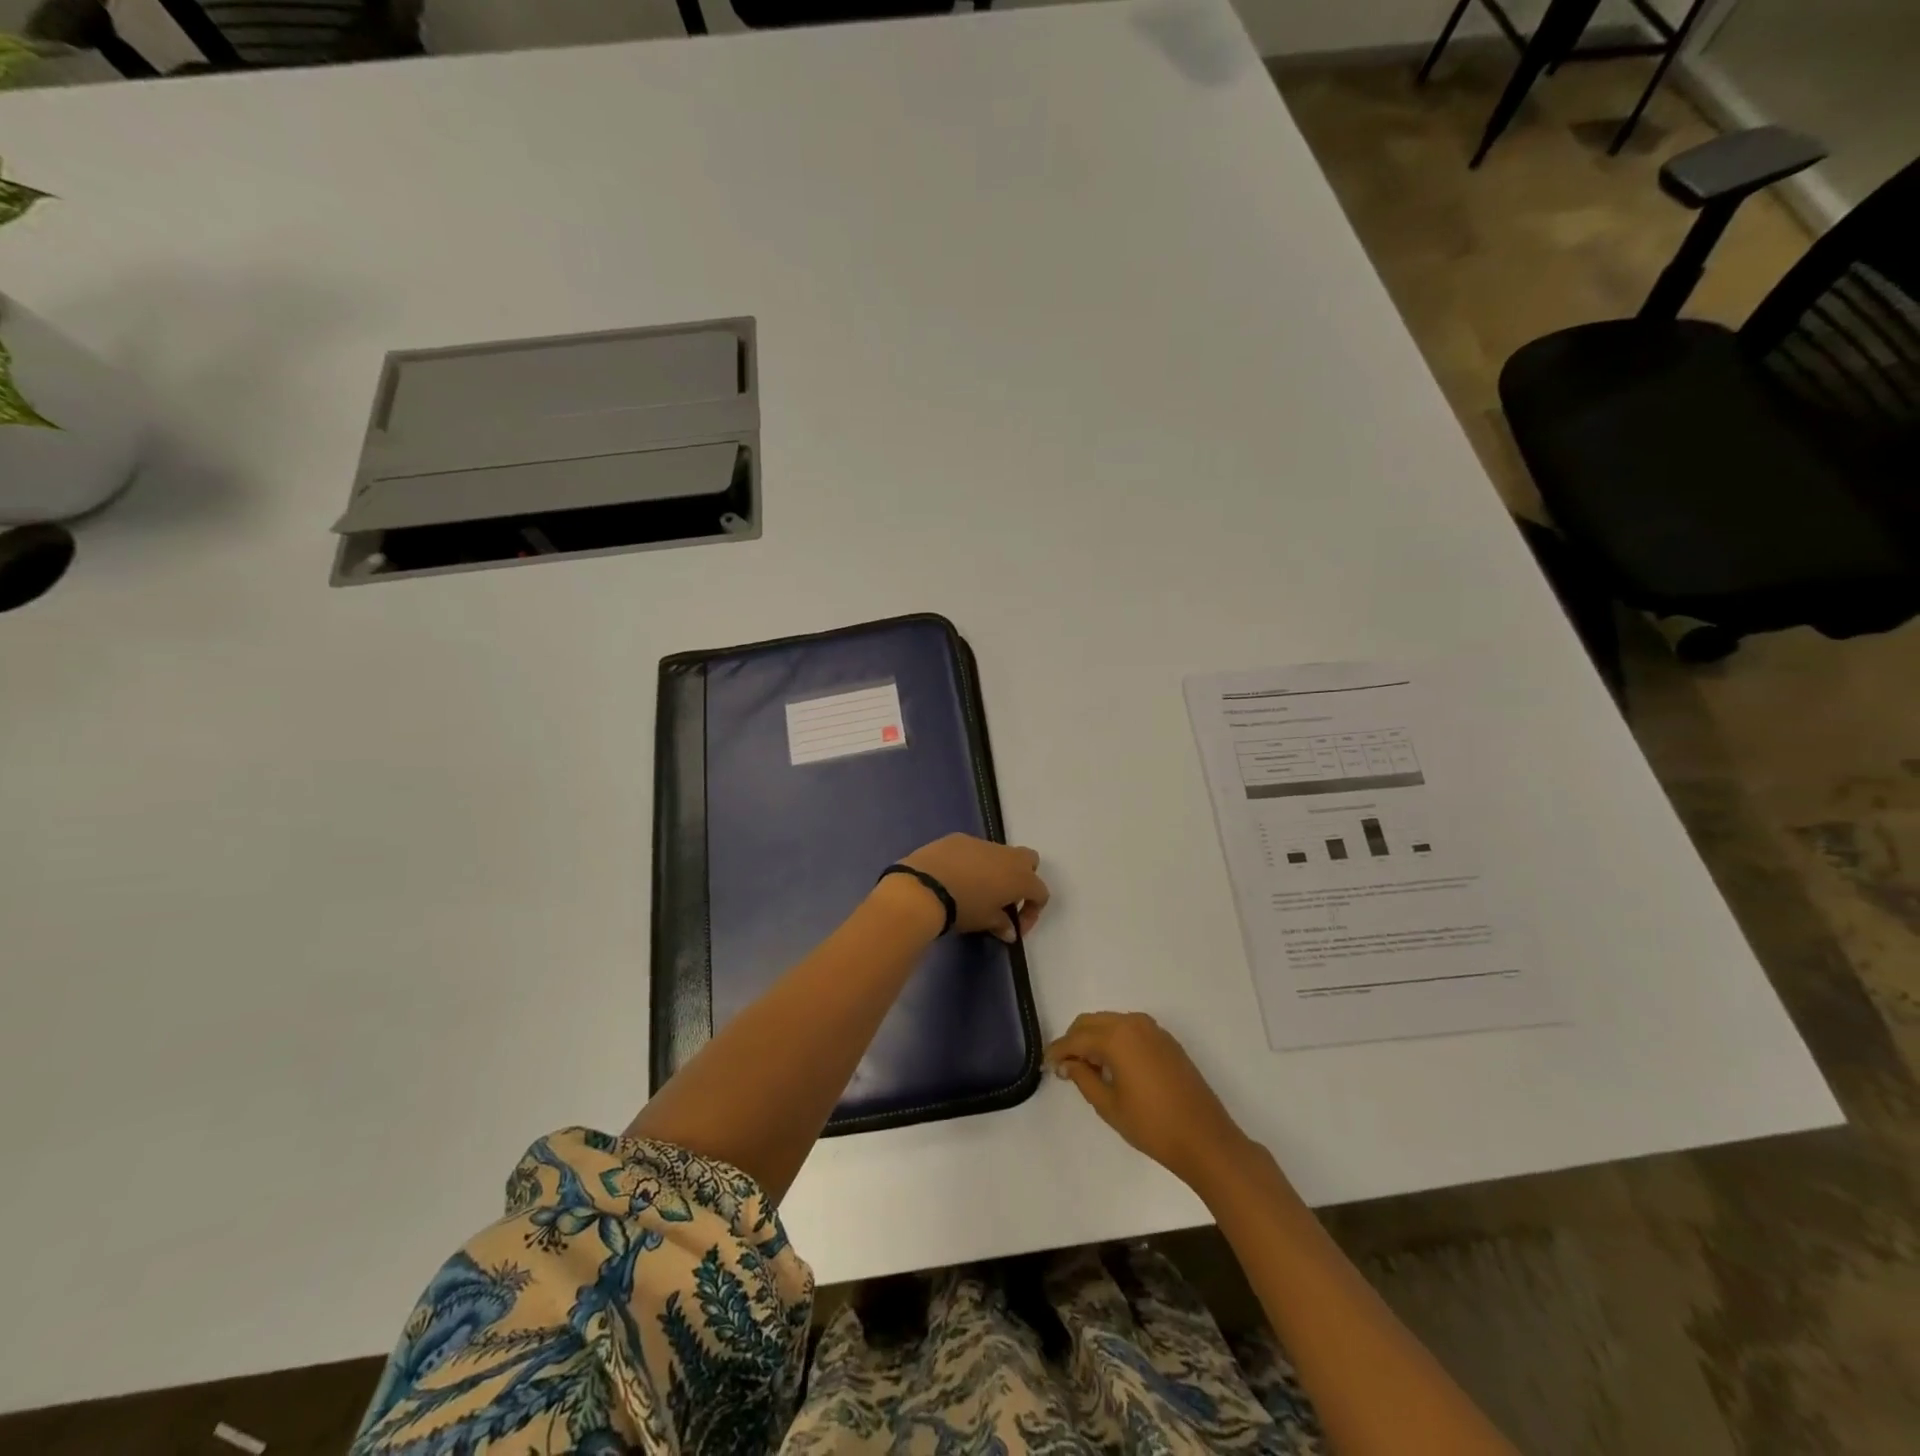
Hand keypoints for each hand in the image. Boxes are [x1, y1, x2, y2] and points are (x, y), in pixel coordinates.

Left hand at [896, 833, 1049, 941]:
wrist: (924, 887)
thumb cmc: (963, 908)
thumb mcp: (985, 922)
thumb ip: (1002, 925)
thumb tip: (1010, 931)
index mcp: (1020, 877)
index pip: (1040, 892)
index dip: (1032, 912)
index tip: (1015, 926)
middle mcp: (1007, 855)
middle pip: (1029, 860)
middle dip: (1023, 878)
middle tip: (1005, 898)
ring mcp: (982, 842)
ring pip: (999, 853)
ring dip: (996, 870)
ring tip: (976, 889)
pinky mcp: (959, 838)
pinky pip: (974, 849)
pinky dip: (972, 862)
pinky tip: (955, 876)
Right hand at [1046, 1012, 1250, 1190]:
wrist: (1205, 1139)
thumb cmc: (1152, 1126)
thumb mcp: (1109, 1106)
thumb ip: (1083, 1078)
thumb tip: (1068, 1064)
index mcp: (1116, 1037)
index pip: (1076, 1038)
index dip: (1058, 1051)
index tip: (1048, 1065)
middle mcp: (1133, 1023)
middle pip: (1091, 1022)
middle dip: (1075, 1041)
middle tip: (1065, 1067)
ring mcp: (1153, 1030)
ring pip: (1111, 1023)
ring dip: (1094, 1039)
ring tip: (1088, 1069)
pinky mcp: (1166, 1040)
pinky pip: (1130, 1030)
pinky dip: (1115, 1040)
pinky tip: (1113, 1066)